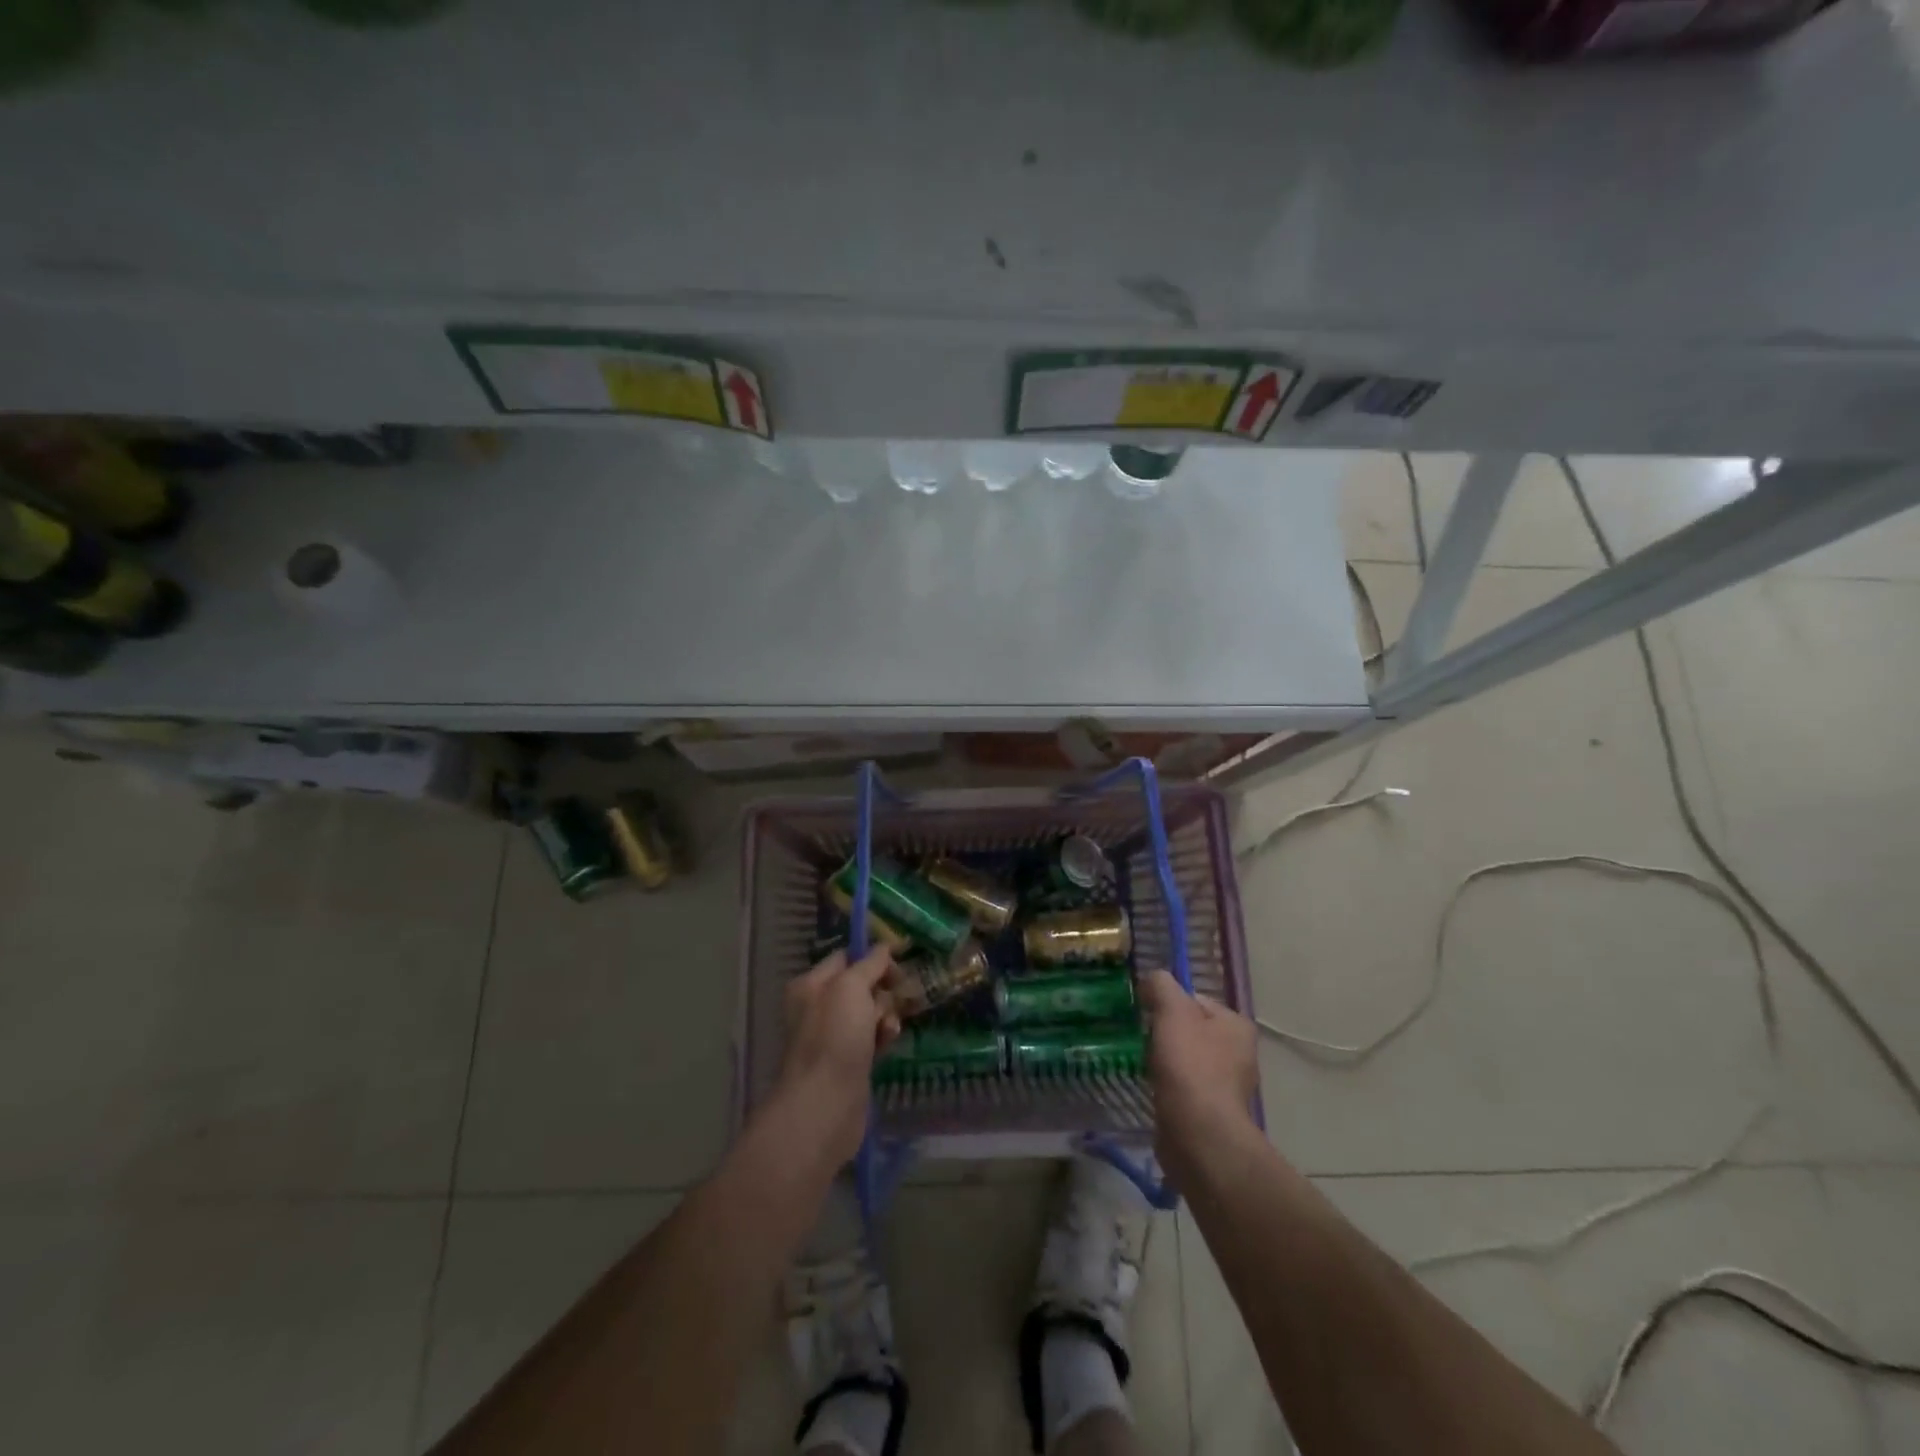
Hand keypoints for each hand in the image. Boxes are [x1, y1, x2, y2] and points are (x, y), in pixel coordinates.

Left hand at [774, 947, 901, 1166]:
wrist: (825, 1104)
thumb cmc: (834, 1037)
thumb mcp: (851, 988)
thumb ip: (870, 964)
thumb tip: (884, 947)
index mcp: (812, 984)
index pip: (846, 957)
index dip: (873, 957)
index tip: (899, 963)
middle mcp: (820, 1006)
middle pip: (863, 984)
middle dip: (883, 990)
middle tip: (894, 999)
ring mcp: (835, 1035)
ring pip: (871, 1011)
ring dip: (886, 1015)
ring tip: (889, 1029)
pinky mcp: (850, 1060)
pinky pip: (873, 1036)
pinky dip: (884, 1036)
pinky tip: (889, 1043)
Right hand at [1141, 970, 1258, 1170]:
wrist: (1198, 1134)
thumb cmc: (1189, 1065)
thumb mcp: (1173, 1011)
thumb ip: (1162, 985)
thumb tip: (1152, 980)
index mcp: (1237, 1025)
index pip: (1195, 999)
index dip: (1167, 1002)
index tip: (1147, 1013)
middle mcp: (1239, 1053)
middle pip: (1190, 1029)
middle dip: (1165, 1033)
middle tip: (1143, 1039)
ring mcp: (1227, 1086)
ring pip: (1185, 1059)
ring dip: (1164, 1060)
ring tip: (1145, 1064)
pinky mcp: (1211, 1111)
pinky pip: (1183, 1087)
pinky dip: (1168, 1085)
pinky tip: (1154, 1088)